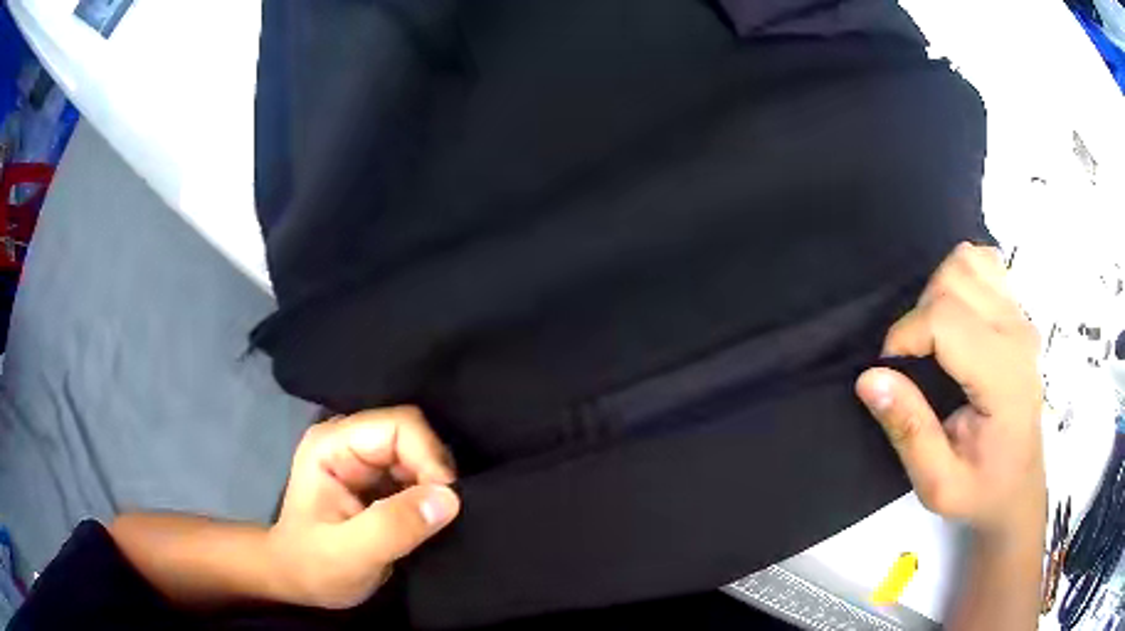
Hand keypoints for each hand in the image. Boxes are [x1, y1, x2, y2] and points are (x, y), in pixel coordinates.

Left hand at [267, 407, 460, 608]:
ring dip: (435, 485)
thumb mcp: (350, 554)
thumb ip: (394, 526)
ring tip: (442, 519)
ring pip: (418, 454)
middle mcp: (349, 442)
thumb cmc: (314, 567)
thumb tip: (450, 498)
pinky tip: (432, 518)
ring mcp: (363, 460)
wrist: (298, 581)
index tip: (447, 501)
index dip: (429, 456)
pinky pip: (417, 475)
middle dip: (435, 472)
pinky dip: (431, 495)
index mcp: (332, 445)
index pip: (398, 426)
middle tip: (447, 513)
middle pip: (412, 435)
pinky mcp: (377, 481)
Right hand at [855, 243, 1044, 536]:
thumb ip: (909, 431)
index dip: (904, 337)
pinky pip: (984, 264)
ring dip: (938, 291)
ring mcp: (1020, 317)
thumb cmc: (981, 491)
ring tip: (934, 337)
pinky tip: (957, 315)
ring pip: (968, 260)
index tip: (890, 375)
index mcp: (1003, 377)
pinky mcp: (1018, 312)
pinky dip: (961, 277)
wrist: (1019, 487)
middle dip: (920, 314)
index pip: (946, 320)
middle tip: (915, 363)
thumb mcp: (938, 484)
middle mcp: (1016, 334)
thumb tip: (870, 378)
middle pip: (954, 280)